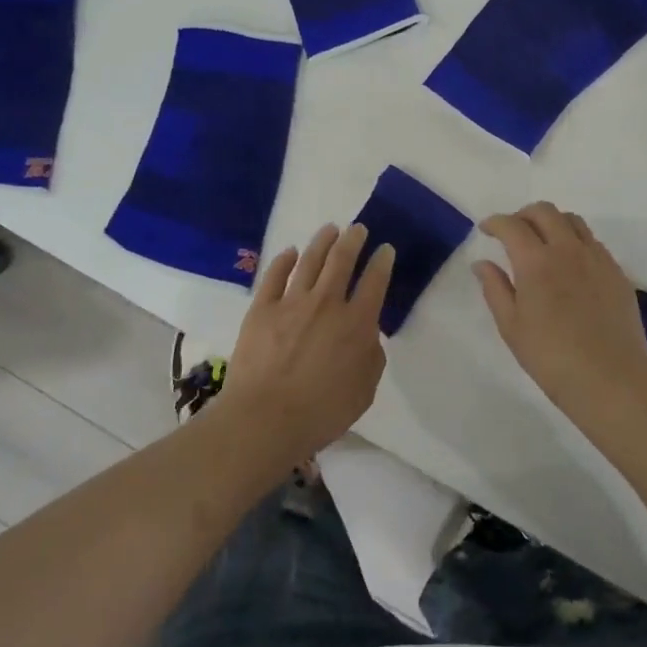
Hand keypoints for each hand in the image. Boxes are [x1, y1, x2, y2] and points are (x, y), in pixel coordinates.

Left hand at [217, 222, 394, 462]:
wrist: (265, 418)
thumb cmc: (321, 412)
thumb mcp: (364, 391)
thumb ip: (371, 357)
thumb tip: (367, 335)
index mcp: (356, 323)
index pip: (375, 282)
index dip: (382, 262)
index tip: (385, 249)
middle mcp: (327, 303)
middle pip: (342, 260)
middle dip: (353, 240)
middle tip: (358, 228)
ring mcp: (291, 303)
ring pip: (310, 260)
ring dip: (322, 241)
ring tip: (330, 229)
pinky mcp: (261, 308)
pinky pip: (275, 276)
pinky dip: (284, 260)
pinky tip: (290, 253)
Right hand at [475, 203, 646, 439]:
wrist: (611, 378)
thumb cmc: (551, 357)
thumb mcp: (511, 326)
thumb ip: (495, 288)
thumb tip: (482, 263)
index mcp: (536, 261)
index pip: (511, 225)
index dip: (495, 222)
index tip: (485, 230)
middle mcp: (567, 249)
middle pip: (544, 212)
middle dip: (523, 215)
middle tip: (512, 232)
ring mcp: (596, 258)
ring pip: (572, 221)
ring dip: (552, 222)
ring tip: (543, 242)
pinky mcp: (616, 271)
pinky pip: (592, 241)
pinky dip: (574, 240)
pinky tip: (570, 264)